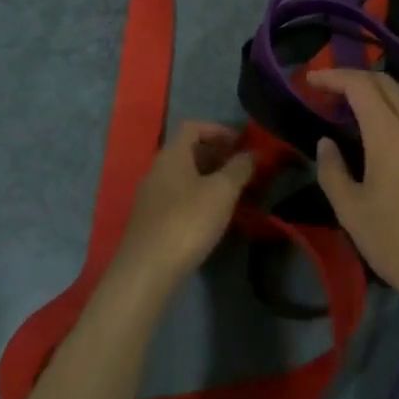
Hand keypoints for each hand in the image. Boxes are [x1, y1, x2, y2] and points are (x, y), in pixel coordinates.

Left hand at [108, 122, 255, 299]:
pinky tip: (212, 217)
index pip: (193, 127)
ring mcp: (151, 197)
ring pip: (184, 177)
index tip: (241, 143)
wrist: (146, 271)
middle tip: (242, 168)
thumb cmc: (187, 221)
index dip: (218, 130)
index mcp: (172, 155)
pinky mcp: (150, 221)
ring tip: (233, 193)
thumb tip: (252, 153)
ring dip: (209, 179)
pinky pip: (178, 198)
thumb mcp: (222, 192)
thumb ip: (239, 168)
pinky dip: (198, 198)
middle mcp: (157, 170)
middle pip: (189, 151)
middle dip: (217, 156)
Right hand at [308, 69, 398, 324]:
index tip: (310, 79)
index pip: (361, 87)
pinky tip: (385, 123)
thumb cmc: (397, 244)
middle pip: (385, 82)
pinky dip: (398, 102)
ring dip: (379, 86)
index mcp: (390, 136)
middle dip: (353, 77)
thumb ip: (332, 171)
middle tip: (327, 88)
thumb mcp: (351, 212)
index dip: (334, 76)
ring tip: (355, 100)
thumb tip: (326, 142)